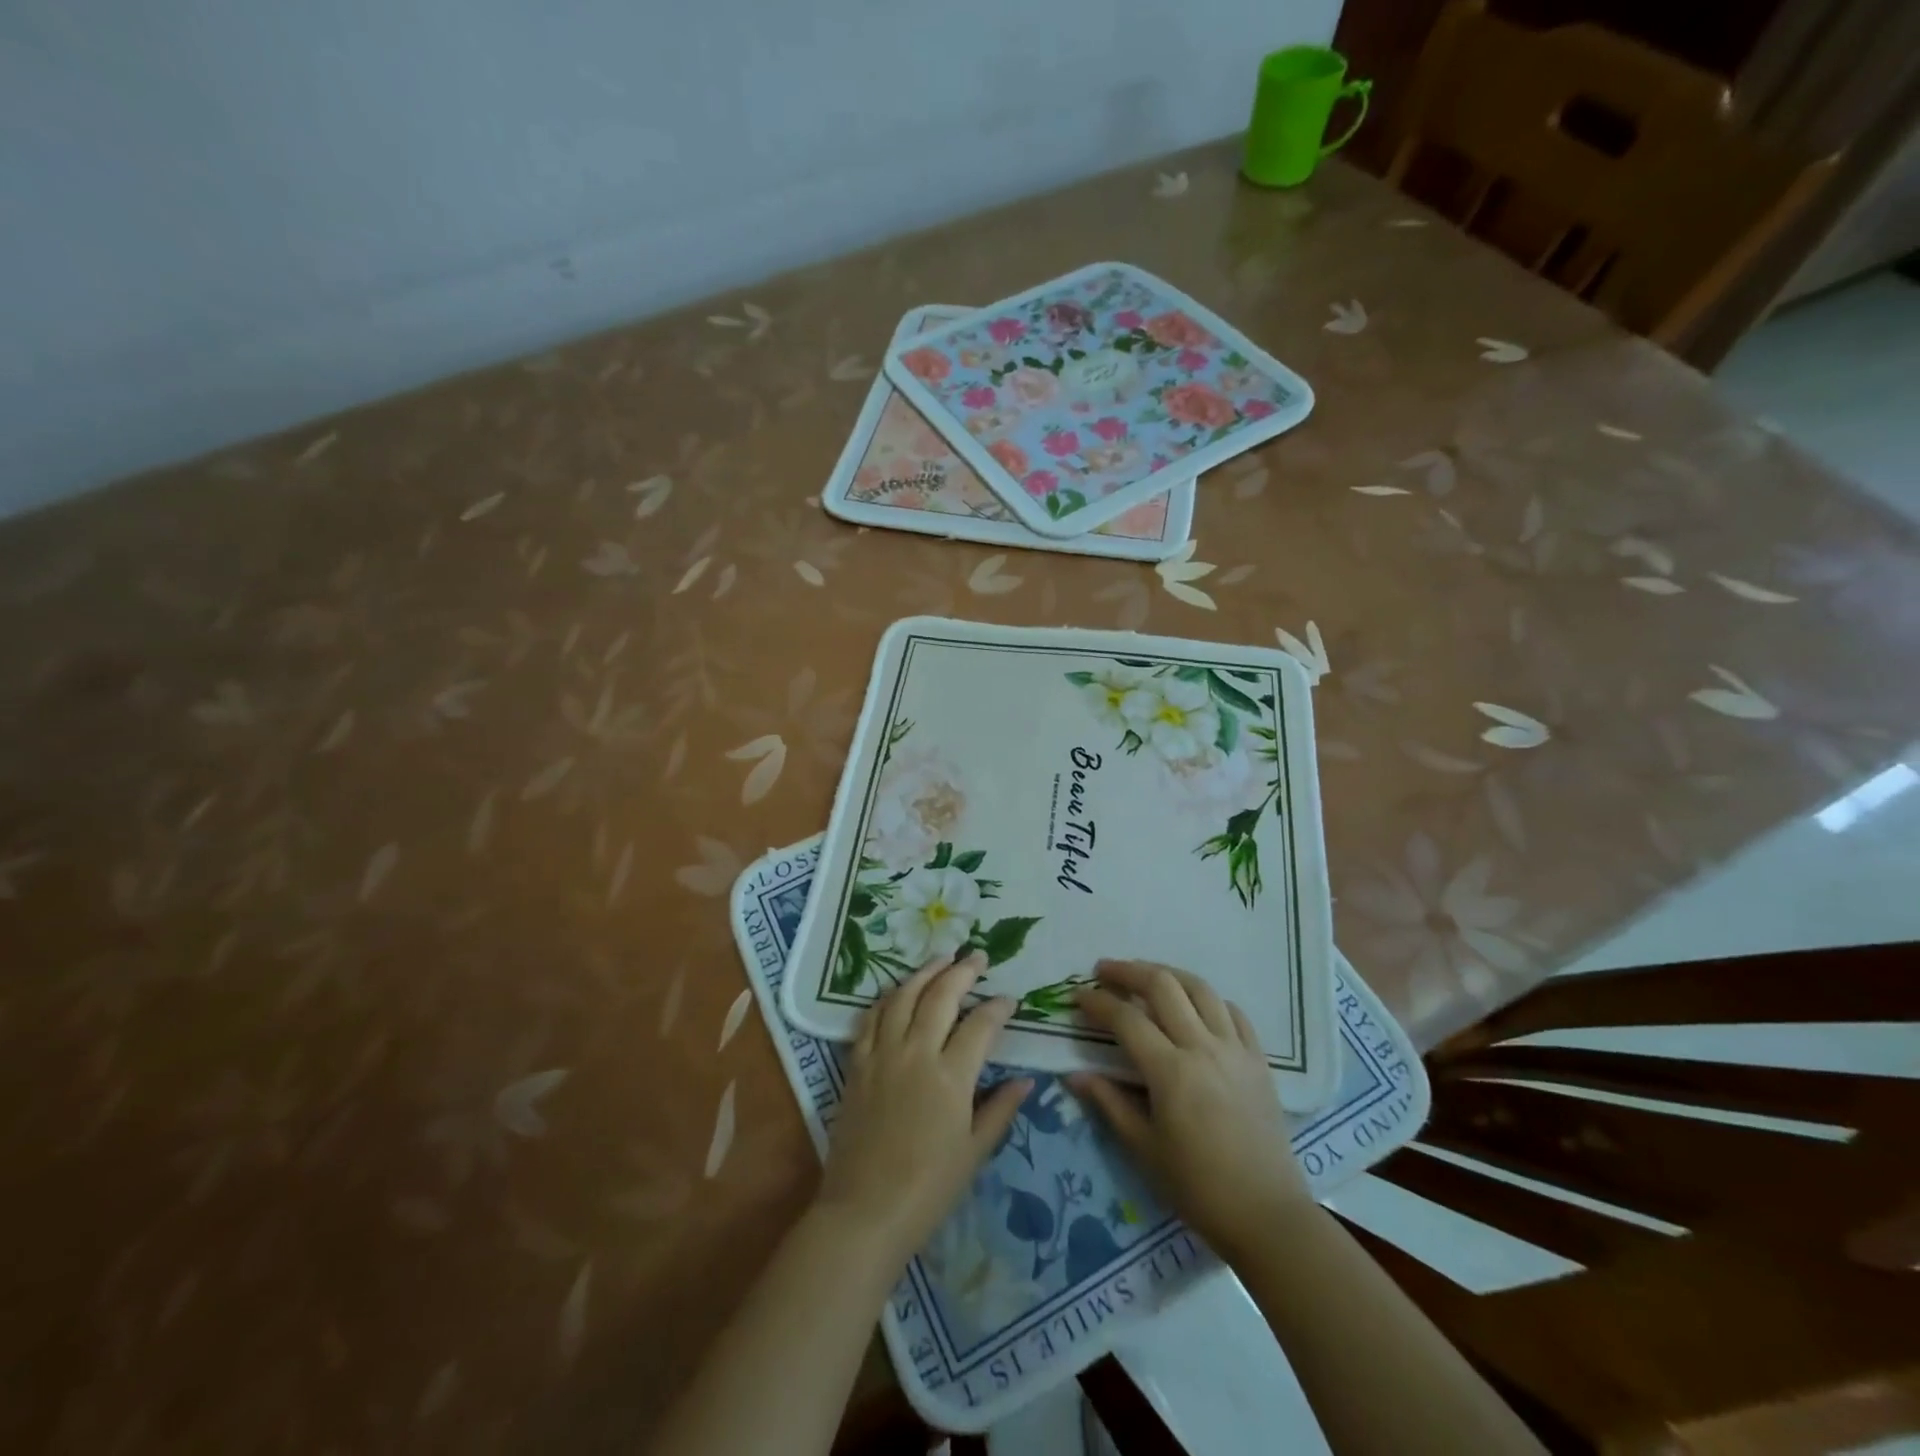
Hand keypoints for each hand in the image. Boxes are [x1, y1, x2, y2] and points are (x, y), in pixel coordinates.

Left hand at [814, 951, 1030, 1268]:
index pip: (980, 1025)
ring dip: (924, 972)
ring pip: (903, 997)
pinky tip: (898, 991)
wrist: (864, 1211)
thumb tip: (1026, 1080)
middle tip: (978, 957)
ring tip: (941, 959)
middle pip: (940, 996)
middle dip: (962, 971)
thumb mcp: (974, 1152)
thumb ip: (1000, 1109)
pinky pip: (871, 1018)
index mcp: (950, 1077)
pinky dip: (888, 998)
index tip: (1008, 999)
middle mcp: (916, 1054)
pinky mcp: (857, 1064)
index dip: (997, 1007)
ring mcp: (882, 1055)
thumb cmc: (928, 1188)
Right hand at [1071, 958, 1311, 1261]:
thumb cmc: (1198, 1187)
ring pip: (1200, 988)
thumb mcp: (1144, 1148)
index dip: (1098, 1002)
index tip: (1078, 996)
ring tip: (1146, 976)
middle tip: (1104, 971)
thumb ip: (1109, 1102)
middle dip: (1128, 971)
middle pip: (1163, 985)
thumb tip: (1074, 1074)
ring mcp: (1235, 1049)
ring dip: (1168, 974)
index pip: (1126, 1019)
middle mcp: (1203, 1047)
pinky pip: (1233, 1012)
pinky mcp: (1259, 1059)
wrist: (1268, 1215)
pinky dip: (1209, 1000)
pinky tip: (1195, 1006)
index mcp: (1171, 1071)